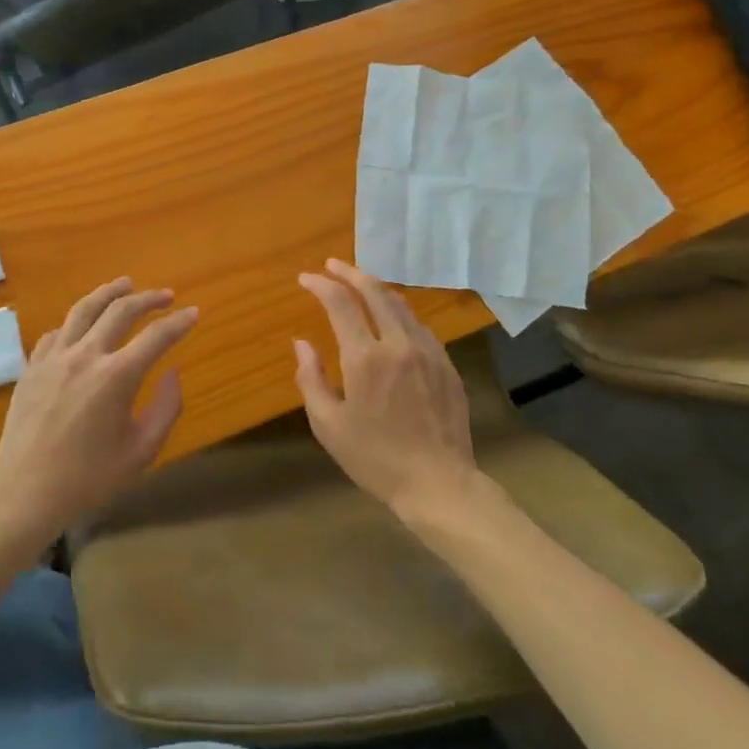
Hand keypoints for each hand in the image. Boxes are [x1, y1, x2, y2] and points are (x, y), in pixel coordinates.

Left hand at [0, 278, 199, 534]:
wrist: (24, 495)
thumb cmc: (89, 479)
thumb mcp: (142, 451)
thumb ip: (166, 408)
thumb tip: (173, 372)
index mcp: (117, 377)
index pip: (156, 336)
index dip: (179, 322)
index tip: (193, 313)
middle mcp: (85, 356)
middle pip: (120, 310)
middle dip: (148, 298)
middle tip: (166, 296)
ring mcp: (54, 358)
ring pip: (83, 309)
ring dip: (109, 293)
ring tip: (125, 284)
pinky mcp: (32, 368)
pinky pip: (57, 332)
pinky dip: (76, 322)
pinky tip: (82, 325)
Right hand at [295, 260, 478, 518]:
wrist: (438, 482)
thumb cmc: (375, 458)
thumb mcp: (328, 425)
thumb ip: (311, 379)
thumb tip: (302, 343)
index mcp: (365, 358)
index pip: (340, 303)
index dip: (321, 285)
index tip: (306, 278)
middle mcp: (398, 343)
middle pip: (374, 291)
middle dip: (350, 273)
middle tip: (332, 266)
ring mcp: (427, 350)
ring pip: (400, 304)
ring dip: (376, 288)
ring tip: (359, 284)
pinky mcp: (446, 363)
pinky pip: (418, 325)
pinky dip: (399, 311)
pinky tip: (391, 318)